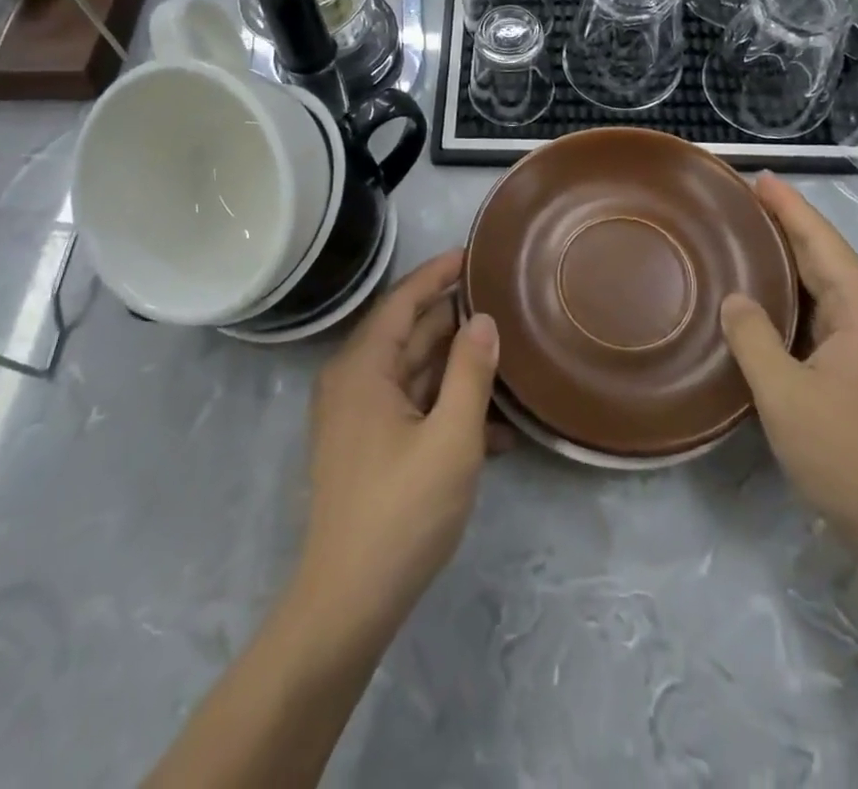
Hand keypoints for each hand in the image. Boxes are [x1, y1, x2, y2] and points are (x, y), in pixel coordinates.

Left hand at [294, 250, 504, 641]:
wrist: (349, 604)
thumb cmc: (401, 512)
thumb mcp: (450, 439)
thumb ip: (470, 373)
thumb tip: (483, 320)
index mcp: (363, 368)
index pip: (402, 301)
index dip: (437, 274)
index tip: (472, 253)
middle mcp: (355, 382)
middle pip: (409, 333)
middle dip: (454, 318)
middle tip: (501, 299)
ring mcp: (360, 417)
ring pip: (415, 373)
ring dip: (458, 368)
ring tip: (508, 353)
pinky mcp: (370, 447)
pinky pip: (413, 409)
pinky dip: (448, 409)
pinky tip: (497, 428)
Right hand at [720, 175, 857, 558]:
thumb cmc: (845, 454)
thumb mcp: (784, 393)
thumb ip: (753, 337)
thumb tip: (735, 299)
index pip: (821, 242)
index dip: (790, 207)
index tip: (759, 178)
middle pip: (824, 256)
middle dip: (786, 224)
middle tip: (739, 200)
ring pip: (822, 285)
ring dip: (786, 258)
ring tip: (743, 235)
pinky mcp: (857, 368)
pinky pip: (818, 313)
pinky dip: (789, 294)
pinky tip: (761, 294)